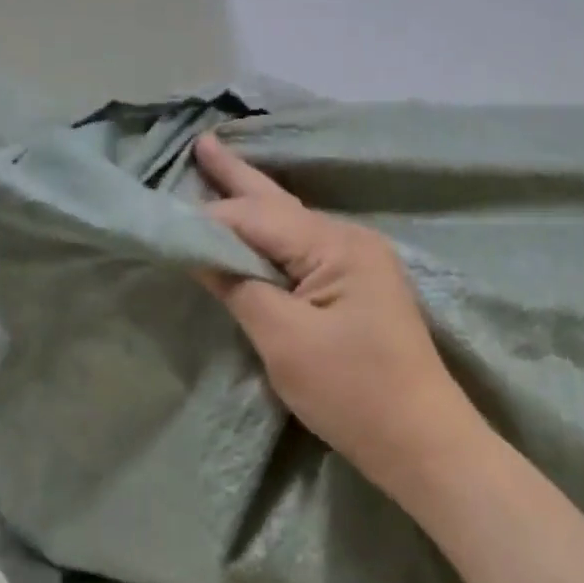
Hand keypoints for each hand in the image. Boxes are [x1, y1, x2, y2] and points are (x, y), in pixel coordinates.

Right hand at [193, 133, 482, 492]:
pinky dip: (271, 240)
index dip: (208, 218)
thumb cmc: (353, 391)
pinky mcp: (357, 291)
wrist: (420, 440)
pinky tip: (256, 231)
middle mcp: (350, 241)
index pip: (257, 217)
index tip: (163, 219)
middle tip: (203, 142)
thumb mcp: (286, 340)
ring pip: (292, 227)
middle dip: (238, 179)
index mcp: (336, 244)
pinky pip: (304, 253)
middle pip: (280, 205)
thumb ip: (240, 287)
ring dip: (254, 206)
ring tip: (220, 175)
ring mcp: (359, 265)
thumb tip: (199, 248)